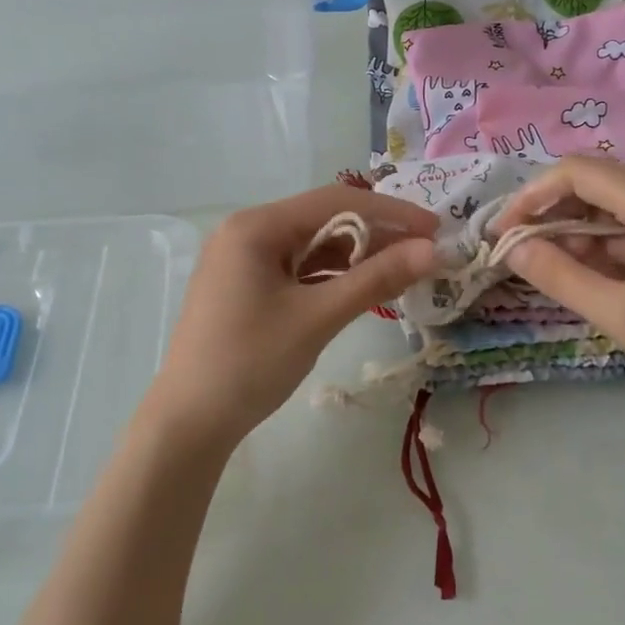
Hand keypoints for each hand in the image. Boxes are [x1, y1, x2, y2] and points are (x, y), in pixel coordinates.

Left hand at [142, 186, 438, 446]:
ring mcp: (242, 260)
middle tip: (423, 255)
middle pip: (323, 220)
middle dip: (375, 235)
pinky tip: (361, 289)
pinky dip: (330, 277)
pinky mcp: (245, 287)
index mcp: (256, 226)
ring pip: (311, 247)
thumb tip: (432, 250)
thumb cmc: (250, 363)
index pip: (336, 201)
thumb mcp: (317, 318)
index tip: (435, 230)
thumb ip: (375, 279)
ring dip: (355, 258)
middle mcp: (246, 232)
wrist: (188, 422)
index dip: (391, 212)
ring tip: (401, 273)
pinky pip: (297, 270)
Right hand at [494, 157, 624, 433]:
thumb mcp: (620, 314)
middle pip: (596, 182)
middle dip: (551, 212)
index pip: (580, 172)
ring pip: (613, 205)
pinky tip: (587, 275)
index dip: (533, 196)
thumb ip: (559, 275)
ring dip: (576, 230)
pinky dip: (603, 245)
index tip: (503, 232)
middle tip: (519, 251)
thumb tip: (511, 247)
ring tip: (549, 269)